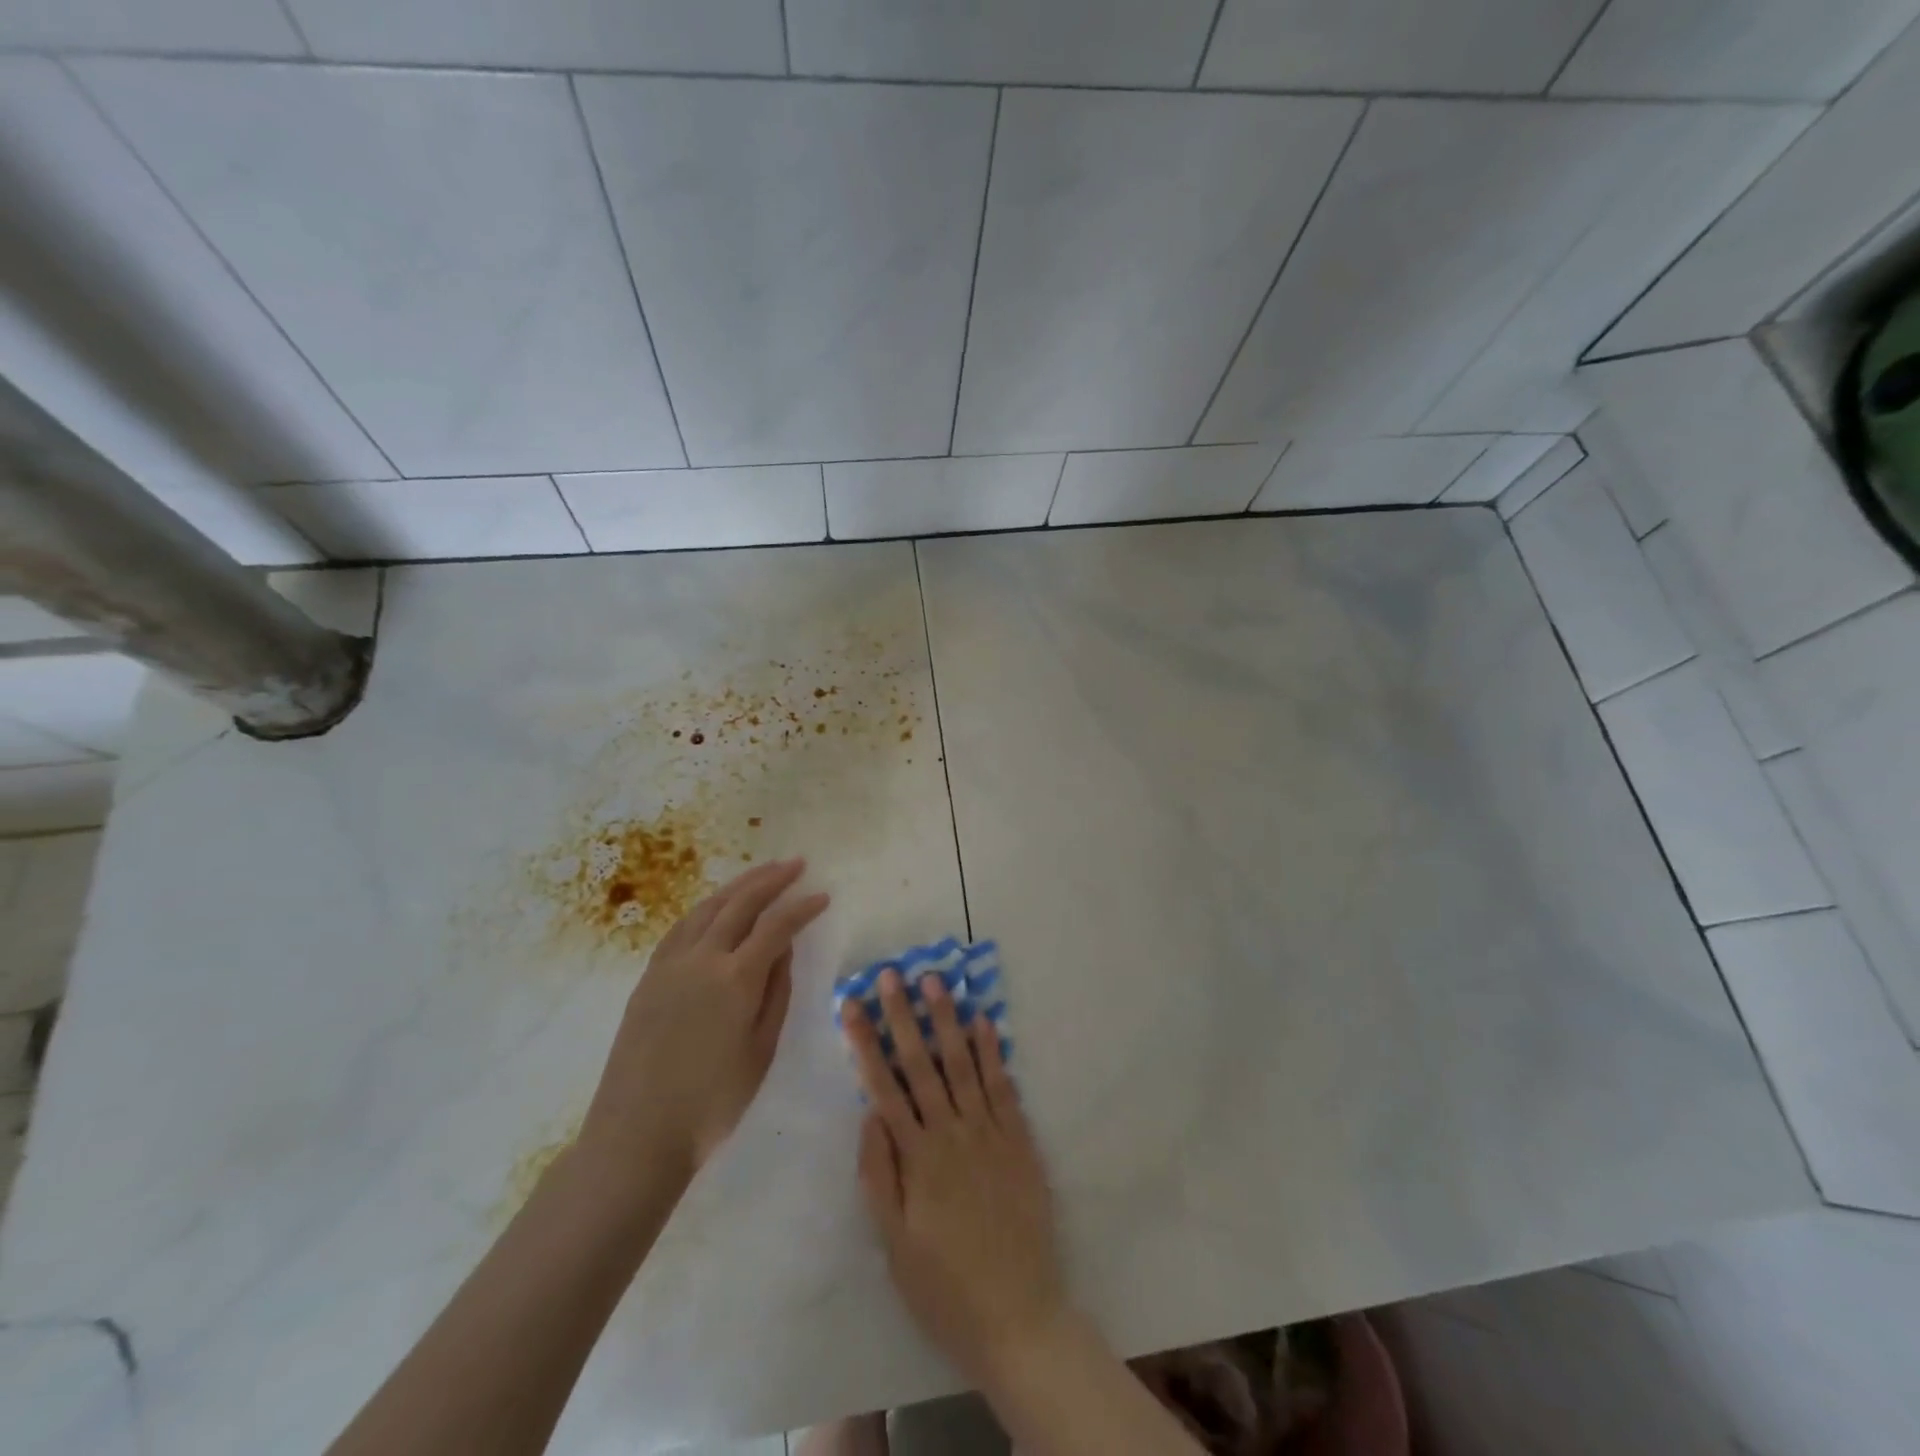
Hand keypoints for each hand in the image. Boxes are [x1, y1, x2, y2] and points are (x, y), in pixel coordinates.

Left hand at [580, 859, 829, 1180]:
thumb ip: (776, 992)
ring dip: (738, 886)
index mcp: (736, 978)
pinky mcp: (649, 976)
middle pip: (741, 903)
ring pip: (708, 908)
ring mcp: (670, 964)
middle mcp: (702, 958)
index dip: (802, 908)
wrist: (637, 1133)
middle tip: (796, 864)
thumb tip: (784, 949)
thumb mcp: (761, 1050)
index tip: (823, 895)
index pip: (777, 926)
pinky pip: (682, 926)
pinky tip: (716, 906)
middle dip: (771, 879)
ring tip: (761, 873)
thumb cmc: (712, 1102)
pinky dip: (706, 907)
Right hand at [844, 969, 1067, 1382]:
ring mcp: (989, 1132)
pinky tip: (984, 1021)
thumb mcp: (895, 1244)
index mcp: (916, 1158)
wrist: (1019, 1316)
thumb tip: (868, 1114)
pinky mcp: (1019, 1140)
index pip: (884, 1086)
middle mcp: (951, 1134)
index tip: (853, 1004)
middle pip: (921, 1064)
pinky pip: (1003, 1086)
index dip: (867, 1043)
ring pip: (963, 1064)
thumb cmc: (945, 1287)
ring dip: (947, 1020)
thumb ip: (879, 1176)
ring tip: (935, 982)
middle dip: (903, 1017)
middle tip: (892, 974)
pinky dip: (993, 1052)